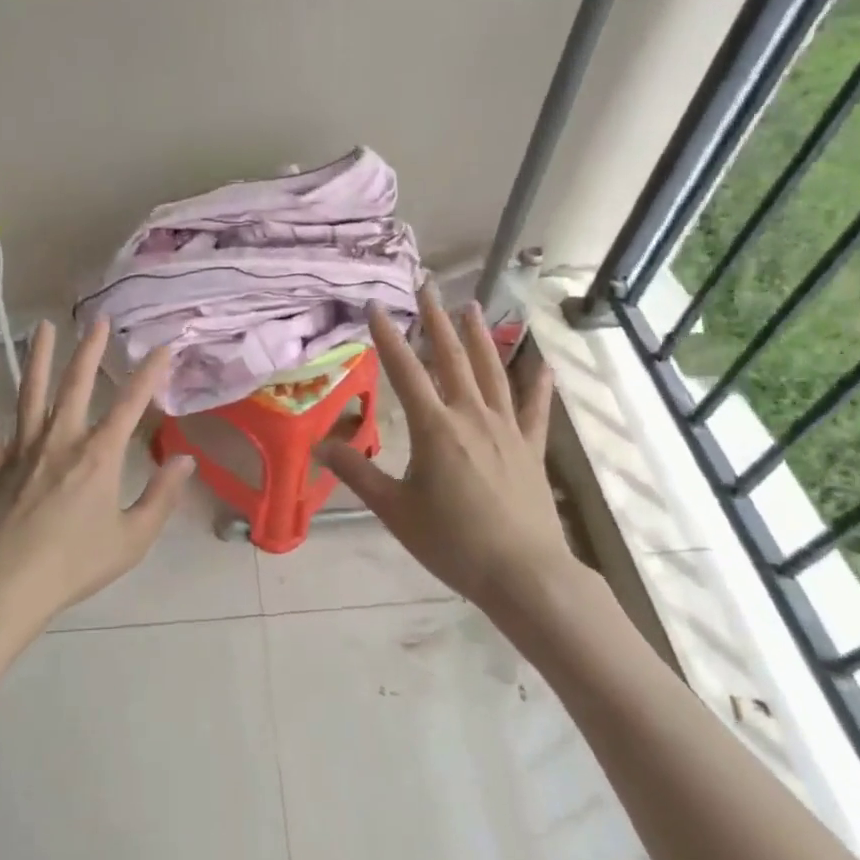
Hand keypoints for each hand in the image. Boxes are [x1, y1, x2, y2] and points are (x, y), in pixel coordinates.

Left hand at [0, 318, 196, 628]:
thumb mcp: (132, 538)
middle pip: (77, 386)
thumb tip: (186, 460)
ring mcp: (22, 451)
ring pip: (30, 394)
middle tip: (99, 321)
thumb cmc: (75, 565)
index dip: (150, 374)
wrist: (6, 588)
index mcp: (99, 456)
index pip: (131, 404)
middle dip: (90, 351)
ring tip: (41, 327)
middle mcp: (61, 441)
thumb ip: (162, 497)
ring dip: (37, 359)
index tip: (162, 347)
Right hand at [316, 291, 572, 612]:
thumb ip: (357, 473)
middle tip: (428, 285)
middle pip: (451, 357)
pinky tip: (541, 364)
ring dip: (479, 336)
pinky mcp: (530, 447)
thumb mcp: (394, 510)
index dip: (388, 336)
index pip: (405, 371)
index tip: (376, 305)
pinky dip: (537, 384)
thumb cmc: (452, 542)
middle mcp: (471, 415)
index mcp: (435, 427)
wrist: (523, 574)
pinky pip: (534, 408)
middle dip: (436, 319)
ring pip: (491, 371)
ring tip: (471, 306)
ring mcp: (506, 428)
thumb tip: (318, 446)